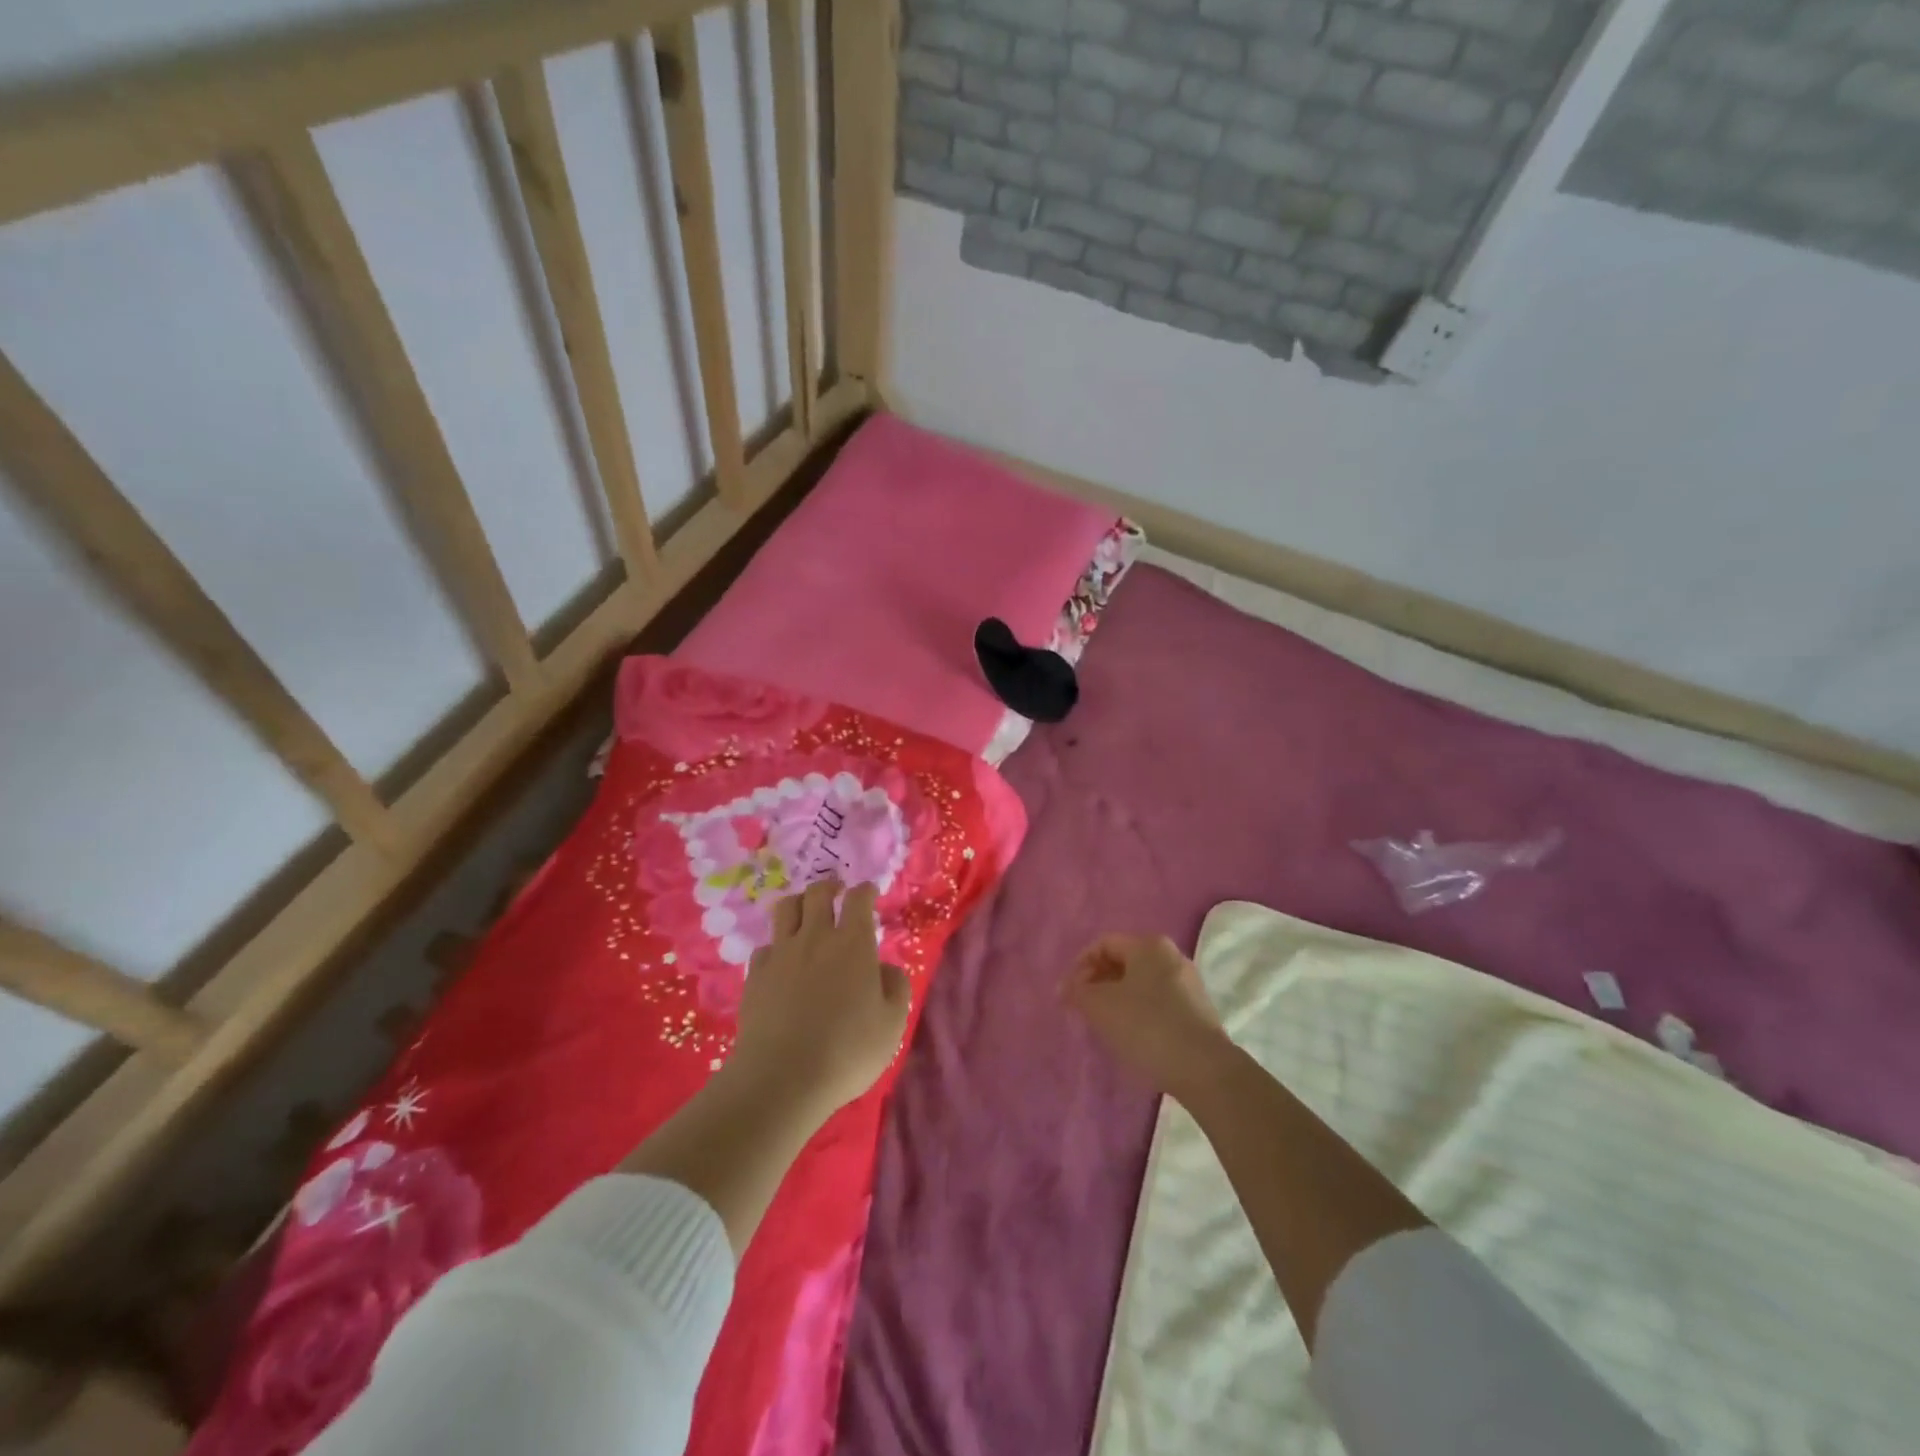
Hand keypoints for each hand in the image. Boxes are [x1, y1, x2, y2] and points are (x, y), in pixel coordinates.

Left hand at [726, 878, 910, 1126]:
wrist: (782, 1078)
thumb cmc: (847, 1051)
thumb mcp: (892, 1024)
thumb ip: (895, 987)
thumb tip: (884, 968)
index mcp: (853, 944)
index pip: (858, 899)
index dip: (865, 891)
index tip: (869, 892)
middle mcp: (816, 937)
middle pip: (818, 893)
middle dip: (830, 887)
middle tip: (837, 892)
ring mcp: (781, 954)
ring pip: (786, 908)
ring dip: (799, 903)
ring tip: (806, 913)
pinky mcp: (756, 975)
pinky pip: (766, 946)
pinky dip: (777, 945)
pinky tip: (782, 959)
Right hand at [1064, 934, 1229, 1097]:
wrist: (1204, 1070)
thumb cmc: (1146, 1026)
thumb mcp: (1100, 1006)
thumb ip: (1078, 992)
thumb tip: (1067, 988)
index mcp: (1149, 945)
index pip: (1103, 944)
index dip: (1079, 966)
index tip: (1068, 995)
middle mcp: (1171, 955)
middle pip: (1123, 962)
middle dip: (1098, 982)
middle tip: (1083, 1009)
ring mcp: (1188, 983)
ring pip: (1141, 983)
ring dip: (1118, 999)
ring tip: (1105, 1025)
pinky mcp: (1198, 1011)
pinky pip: (1158, 1002)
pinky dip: (1139, 1012)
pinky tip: (1132, 1036)